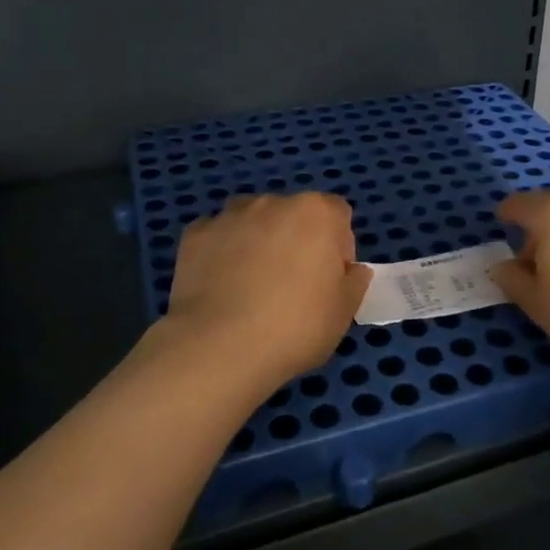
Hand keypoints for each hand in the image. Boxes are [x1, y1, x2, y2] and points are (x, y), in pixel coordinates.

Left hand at [163, 192, 371, 392]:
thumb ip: (354, 282)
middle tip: (291, 285)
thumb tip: (351, 269)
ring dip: (258, 241)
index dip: (338, 246)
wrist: (219, 347)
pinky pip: (217, 237)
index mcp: (317, 213)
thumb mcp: (343, 312)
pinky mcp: (195, 233)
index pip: (338, 215)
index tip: (329, 279)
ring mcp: (230, 215)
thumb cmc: (295, 327)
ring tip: (250, 285)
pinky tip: (220, 287)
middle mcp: (274, 202)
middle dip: (296, 240)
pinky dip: (221, 253)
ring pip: (253, 221)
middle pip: (294, 214)